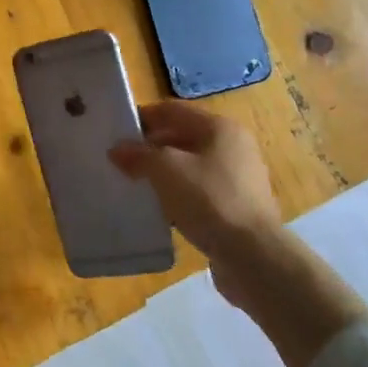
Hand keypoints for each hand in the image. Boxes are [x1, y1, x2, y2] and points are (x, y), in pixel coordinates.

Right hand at [110, 101, 367, 366]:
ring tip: (135, 186)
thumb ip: (139, 155)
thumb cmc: (209, 200)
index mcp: (220, 127)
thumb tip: (117, 150)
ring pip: (191, 167)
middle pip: (183, 137)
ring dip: (164, 173)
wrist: (252, 255)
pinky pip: (200, 192)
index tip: (115, 132)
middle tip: (121, 161)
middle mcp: (233, 146)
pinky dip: (179, 195)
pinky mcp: (237, 207)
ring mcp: (238, 178)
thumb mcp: (166, 170)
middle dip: (151, 147)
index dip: (143, 118)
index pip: (173, 111)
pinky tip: (160, 210)